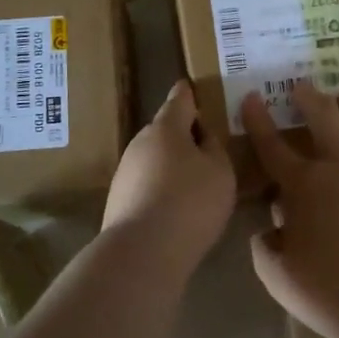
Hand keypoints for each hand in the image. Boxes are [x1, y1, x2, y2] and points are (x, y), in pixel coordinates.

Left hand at [102, 79, 236, 276]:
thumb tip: (202, 136)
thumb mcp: (220, 170)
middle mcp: (140, 142)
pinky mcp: (118, 199)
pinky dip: (161, 188)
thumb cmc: (191, 202)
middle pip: (165, 130)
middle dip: (183, 134)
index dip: (189, 93)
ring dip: (171, 164)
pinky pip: (146, 183)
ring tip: (194, 181)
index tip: (192, 86)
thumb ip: (214, 147)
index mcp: (166, 127)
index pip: (179, 100)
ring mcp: (125, 172)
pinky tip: (175, 207)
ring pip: (154, 158)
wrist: (142, 250)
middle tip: (206, 145)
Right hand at [240, 81, 338, 337]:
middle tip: (302, 86)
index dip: (258, 120)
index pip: (273, 146)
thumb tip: (268, 230)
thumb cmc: (332, 294)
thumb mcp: (279, 277)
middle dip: (309, 97)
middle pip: (324, 118)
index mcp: (304, 186)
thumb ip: (265, 248)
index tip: (251, 98)